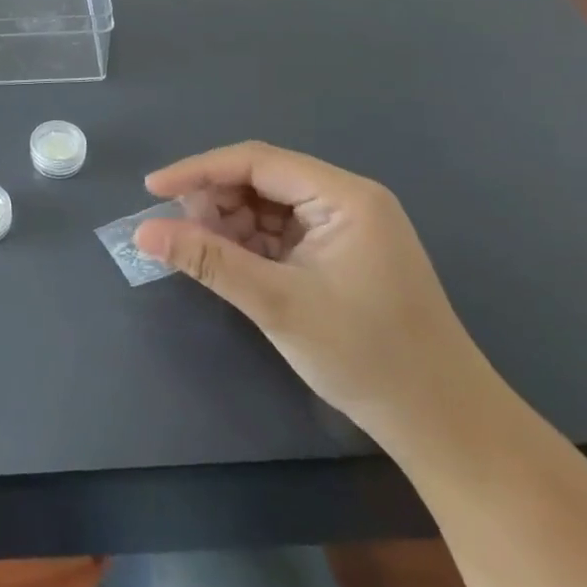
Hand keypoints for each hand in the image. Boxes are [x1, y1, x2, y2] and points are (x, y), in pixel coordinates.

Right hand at [136, 141, 492, 445]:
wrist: (444, 425)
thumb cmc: (367, 356)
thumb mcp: (277, 303)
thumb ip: (208, 260)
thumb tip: (142, 232)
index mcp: (344, 196)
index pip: (256, 161)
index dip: (198, 170)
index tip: (150, 190)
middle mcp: (346, 199)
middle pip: (260, 179)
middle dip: (214, 201)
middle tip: (177, 233)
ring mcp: (344, 227)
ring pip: (266, 206)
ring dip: (229, 224)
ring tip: (202, 255)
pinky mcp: (339, 253)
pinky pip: (280, 232)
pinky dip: (249, 245)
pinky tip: (230, 265)